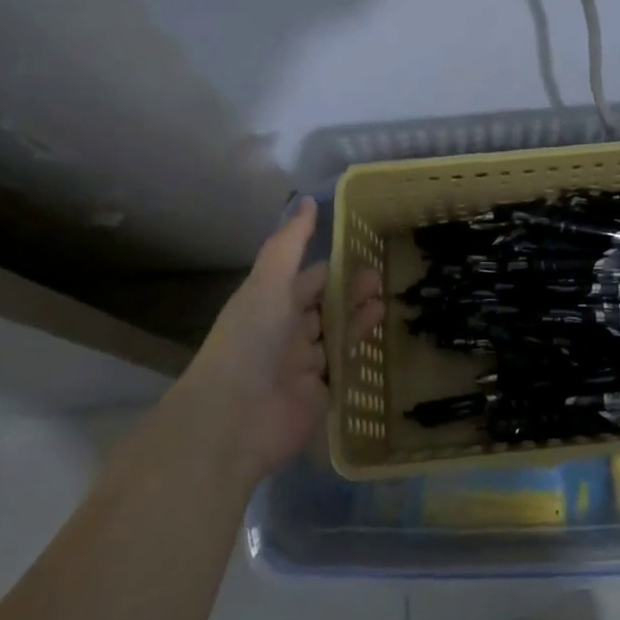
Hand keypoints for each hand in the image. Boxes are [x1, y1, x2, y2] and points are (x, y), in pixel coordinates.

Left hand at [183, 197, 382, 482]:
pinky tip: (381, 335)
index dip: (334, 262)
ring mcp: (303, 365)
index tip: (367, 247)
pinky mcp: (319, 394)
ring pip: (336, 334)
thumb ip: (290, 243)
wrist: (234, 419)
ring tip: (385, 299)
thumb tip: (309, 200)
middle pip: (325, 305)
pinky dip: (361, 351)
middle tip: (383, 275)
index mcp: (271, 303)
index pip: (308, 278)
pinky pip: (344, 368)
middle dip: (352, 289)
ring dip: (359, 316)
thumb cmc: (250, 340)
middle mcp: (286, 331)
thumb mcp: (268, 282)